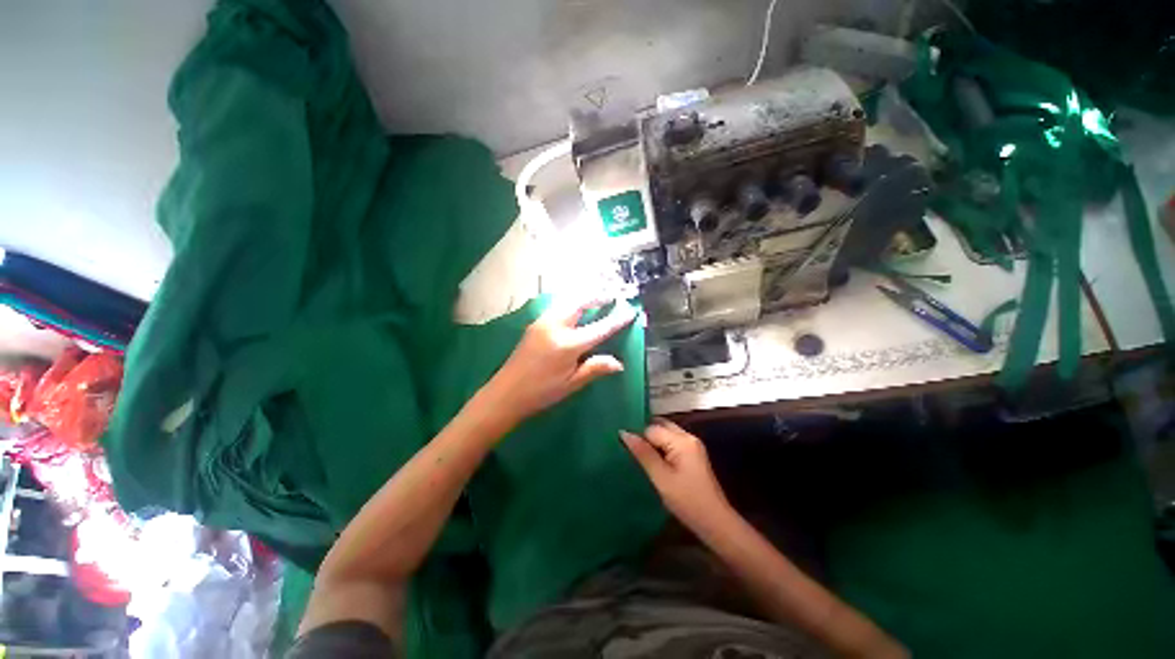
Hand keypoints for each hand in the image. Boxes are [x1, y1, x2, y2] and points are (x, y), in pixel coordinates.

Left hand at [483, 298, 636, 428]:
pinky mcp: (535, 324)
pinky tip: (575, 308)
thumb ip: (595, 369)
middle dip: (597, 296)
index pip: (600, 328)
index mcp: (568, 344)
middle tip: (612, 296)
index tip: (630, 310)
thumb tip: (619, 363)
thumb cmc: (541, 392)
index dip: (617, 319)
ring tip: (596, 298)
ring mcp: (542, 322)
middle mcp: (556, 326)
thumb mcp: (571, 384)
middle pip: (580, 302)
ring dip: (583, 297)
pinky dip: (571, 302)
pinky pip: (557, 306)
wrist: (505, 393)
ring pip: (567, 301)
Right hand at [620, 419, 732, 531]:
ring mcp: (692, 446)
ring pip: (666, 433)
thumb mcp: (661, 478)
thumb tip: (624, 433)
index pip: (652, 428)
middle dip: (644, 433)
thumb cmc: (688, 501)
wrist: (716, 523)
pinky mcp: (693, 455)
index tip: (622, 447)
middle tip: (627, 447)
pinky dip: (660, 447)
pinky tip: (651, 459)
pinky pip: (672, 442)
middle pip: (661, 426)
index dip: (637, 436)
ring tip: (635, 453)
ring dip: (652, 441)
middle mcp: (688, 437)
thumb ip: (643, 454)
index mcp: (681, 441)